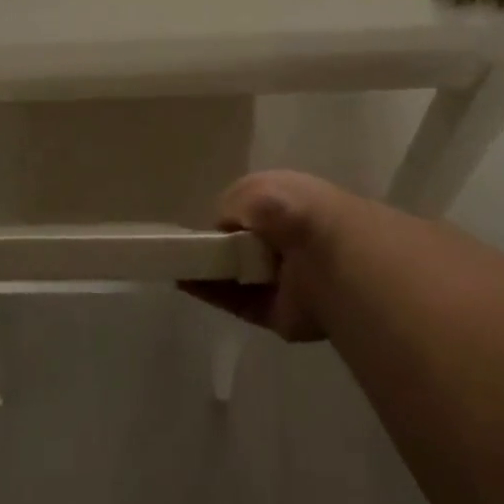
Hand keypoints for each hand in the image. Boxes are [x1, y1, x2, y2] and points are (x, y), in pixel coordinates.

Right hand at [183, 170, 355, 341]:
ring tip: (176, 264)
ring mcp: (285, 278)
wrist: (327, 258)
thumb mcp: (253, 190)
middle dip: (222, 243)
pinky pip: (237, 302)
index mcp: (292, 201)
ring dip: (210, 270)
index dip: (233, 213)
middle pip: (247, 243)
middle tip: (189, 246)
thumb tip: (220, 229)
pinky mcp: (278, 313)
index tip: (207, 222)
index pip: (257, 207)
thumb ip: (229, 206)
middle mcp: (290, 239)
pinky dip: (211, 293)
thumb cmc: (291, 211)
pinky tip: (183, 281)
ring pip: (240, 274)